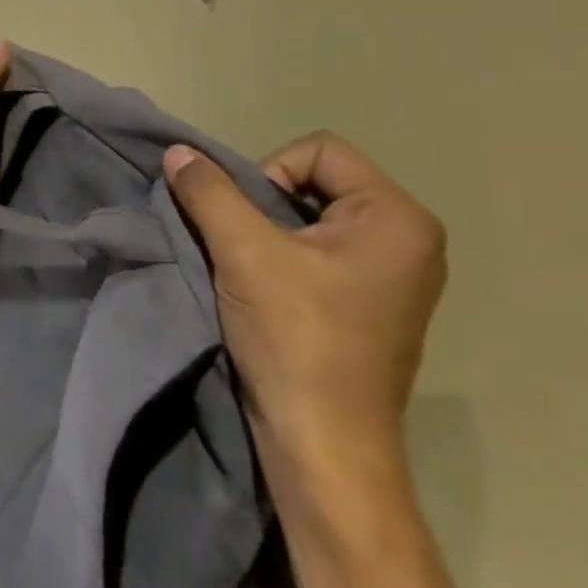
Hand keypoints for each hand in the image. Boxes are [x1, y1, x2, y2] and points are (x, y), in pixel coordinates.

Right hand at [162, 131, 446, 486]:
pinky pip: (320, 250)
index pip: (318, 150)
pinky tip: (264, 290)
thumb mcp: (243, 253)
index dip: (268, 172)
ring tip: (248, 269)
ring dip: (267, 232)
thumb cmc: (295, 336)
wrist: (322, 436)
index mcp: (397, 218)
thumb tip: (178, 152)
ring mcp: (394, 274)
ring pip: (311, 217)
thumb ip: (208, 193)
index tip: (248, 222)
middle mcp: (408, 238)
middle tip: (241, 245)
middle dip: (263, 203)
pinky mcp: (372, 302)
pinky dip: (282, 257)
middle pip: (316, 180)